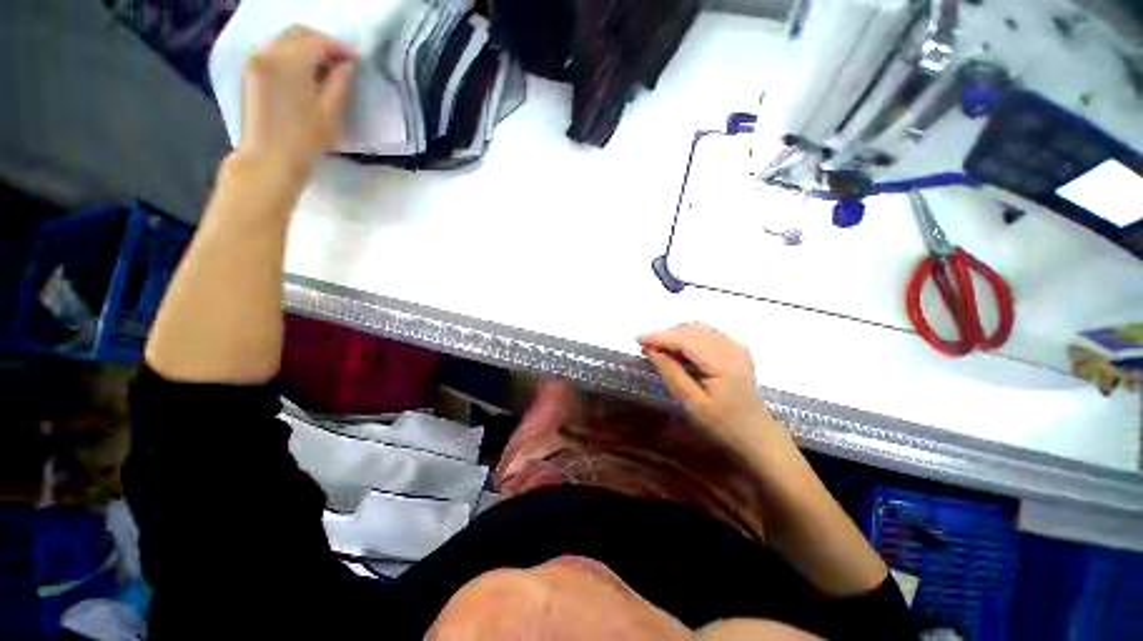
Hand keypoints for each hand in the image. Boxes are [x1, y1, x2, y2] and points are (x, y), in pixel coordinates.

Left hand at [240, 26, 355, 175]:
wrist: (269, 160)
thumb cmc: (305, 141)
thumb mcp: (330, 113)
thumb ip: (340, 83)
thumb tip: (347, 65)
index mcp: (290, 63)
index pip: (318, 42)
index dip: (340, 47)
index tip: (357, 58)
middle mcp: (269, 54)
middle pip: (298, 33)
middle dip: (322, 42)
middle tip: (343, 60)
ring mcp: (256, 62)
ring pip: (285, 40)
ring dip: (307, 47)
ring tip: (326, 67)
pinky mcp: (251, 73)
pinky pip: (274, 51)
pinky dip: (292, 54)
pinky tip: (306, 72)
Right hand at [638, 324, 775, 447]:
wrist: (757, 432)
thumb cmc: (724, 423)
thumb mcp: (693, 402)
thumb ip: (671, 372)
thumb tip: (650, 349)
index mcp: (723, 363)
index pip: (685, 340)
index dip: (660, 336)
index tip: (637, 338)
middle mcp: (731, 346)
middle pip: (691, 329)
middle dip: (665, 335)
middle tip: (646, 347)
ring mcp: (735, 344)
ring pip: (697, 328)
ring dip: (675, 335)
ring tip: (659, 349)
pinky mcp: (734, 346)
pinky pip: (705, 333)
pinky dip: (687, 337)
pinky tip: (678, 351)